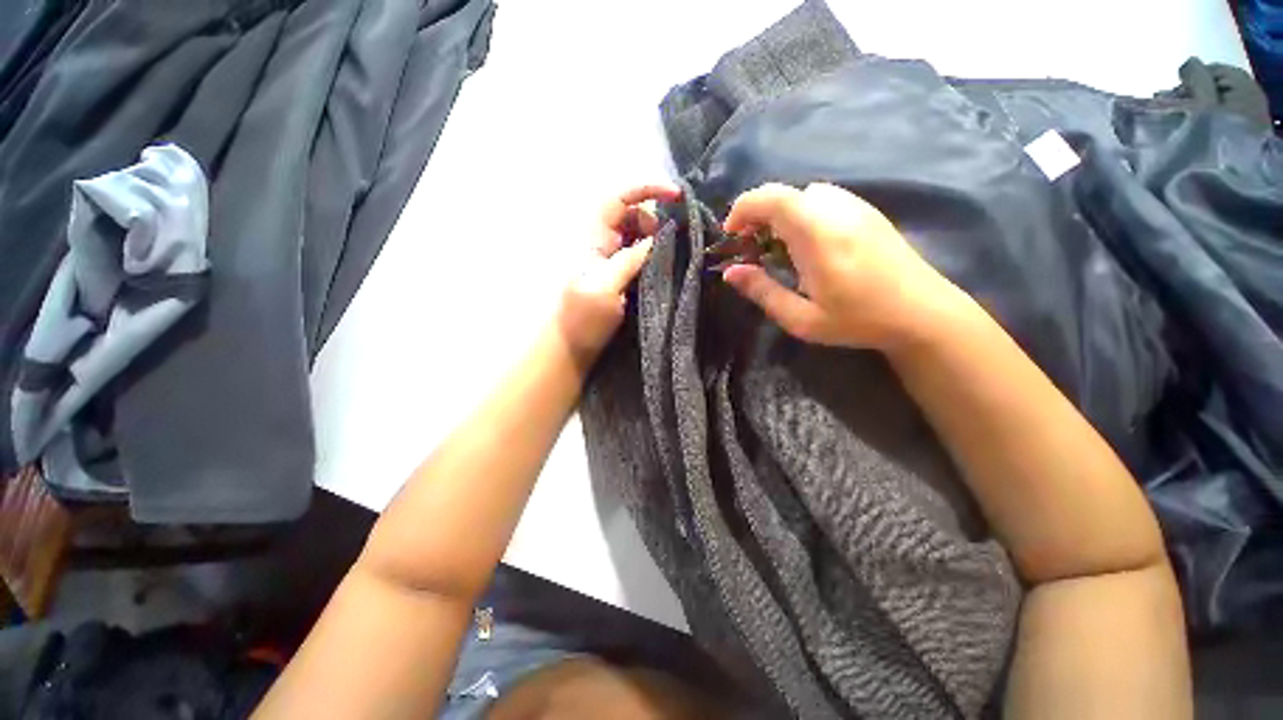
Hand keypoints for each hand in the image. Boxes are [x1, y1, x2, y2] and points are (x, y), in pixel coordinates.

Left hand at [556, 184, 681, 362]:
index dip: (646, 189)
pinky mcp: (620, 274)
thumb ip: (631, 259)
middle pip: (633, 214)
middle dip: (655, 221)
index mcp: (593, 236)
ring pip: (639, 234)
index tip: (677, 196)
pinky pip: (640, 254)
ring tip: (671, 258)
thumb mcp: (606, 287)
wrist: (573, 346)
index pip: (619, 199)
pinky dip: (654, 255)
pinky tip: (665, 266)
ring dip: (657, 240)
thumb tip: (660, 237)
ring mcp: (612, 258)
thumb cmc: (583, 317)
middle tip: (671, 245)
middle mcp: (603, 241)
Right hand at [722, 182, 963, 350]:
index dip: (742, 209)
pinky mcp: (868, 211)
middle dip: (758, 214)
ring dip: (782, 214)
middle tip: (752, 247)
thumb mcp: (801, 318)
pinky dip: (804, 213)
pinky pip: (825, 199)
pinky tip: (810, 244)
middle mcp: (836, 209)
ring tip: (779, 247)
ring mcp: (856, 206)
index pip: (770, 198)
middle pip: (784, 193)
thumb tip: (730, 272)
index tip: (732, 235)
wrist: (923, 313)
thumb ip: (762, 292)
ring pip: (804, 194)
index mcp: (816, 234)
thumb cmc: (858, 320)